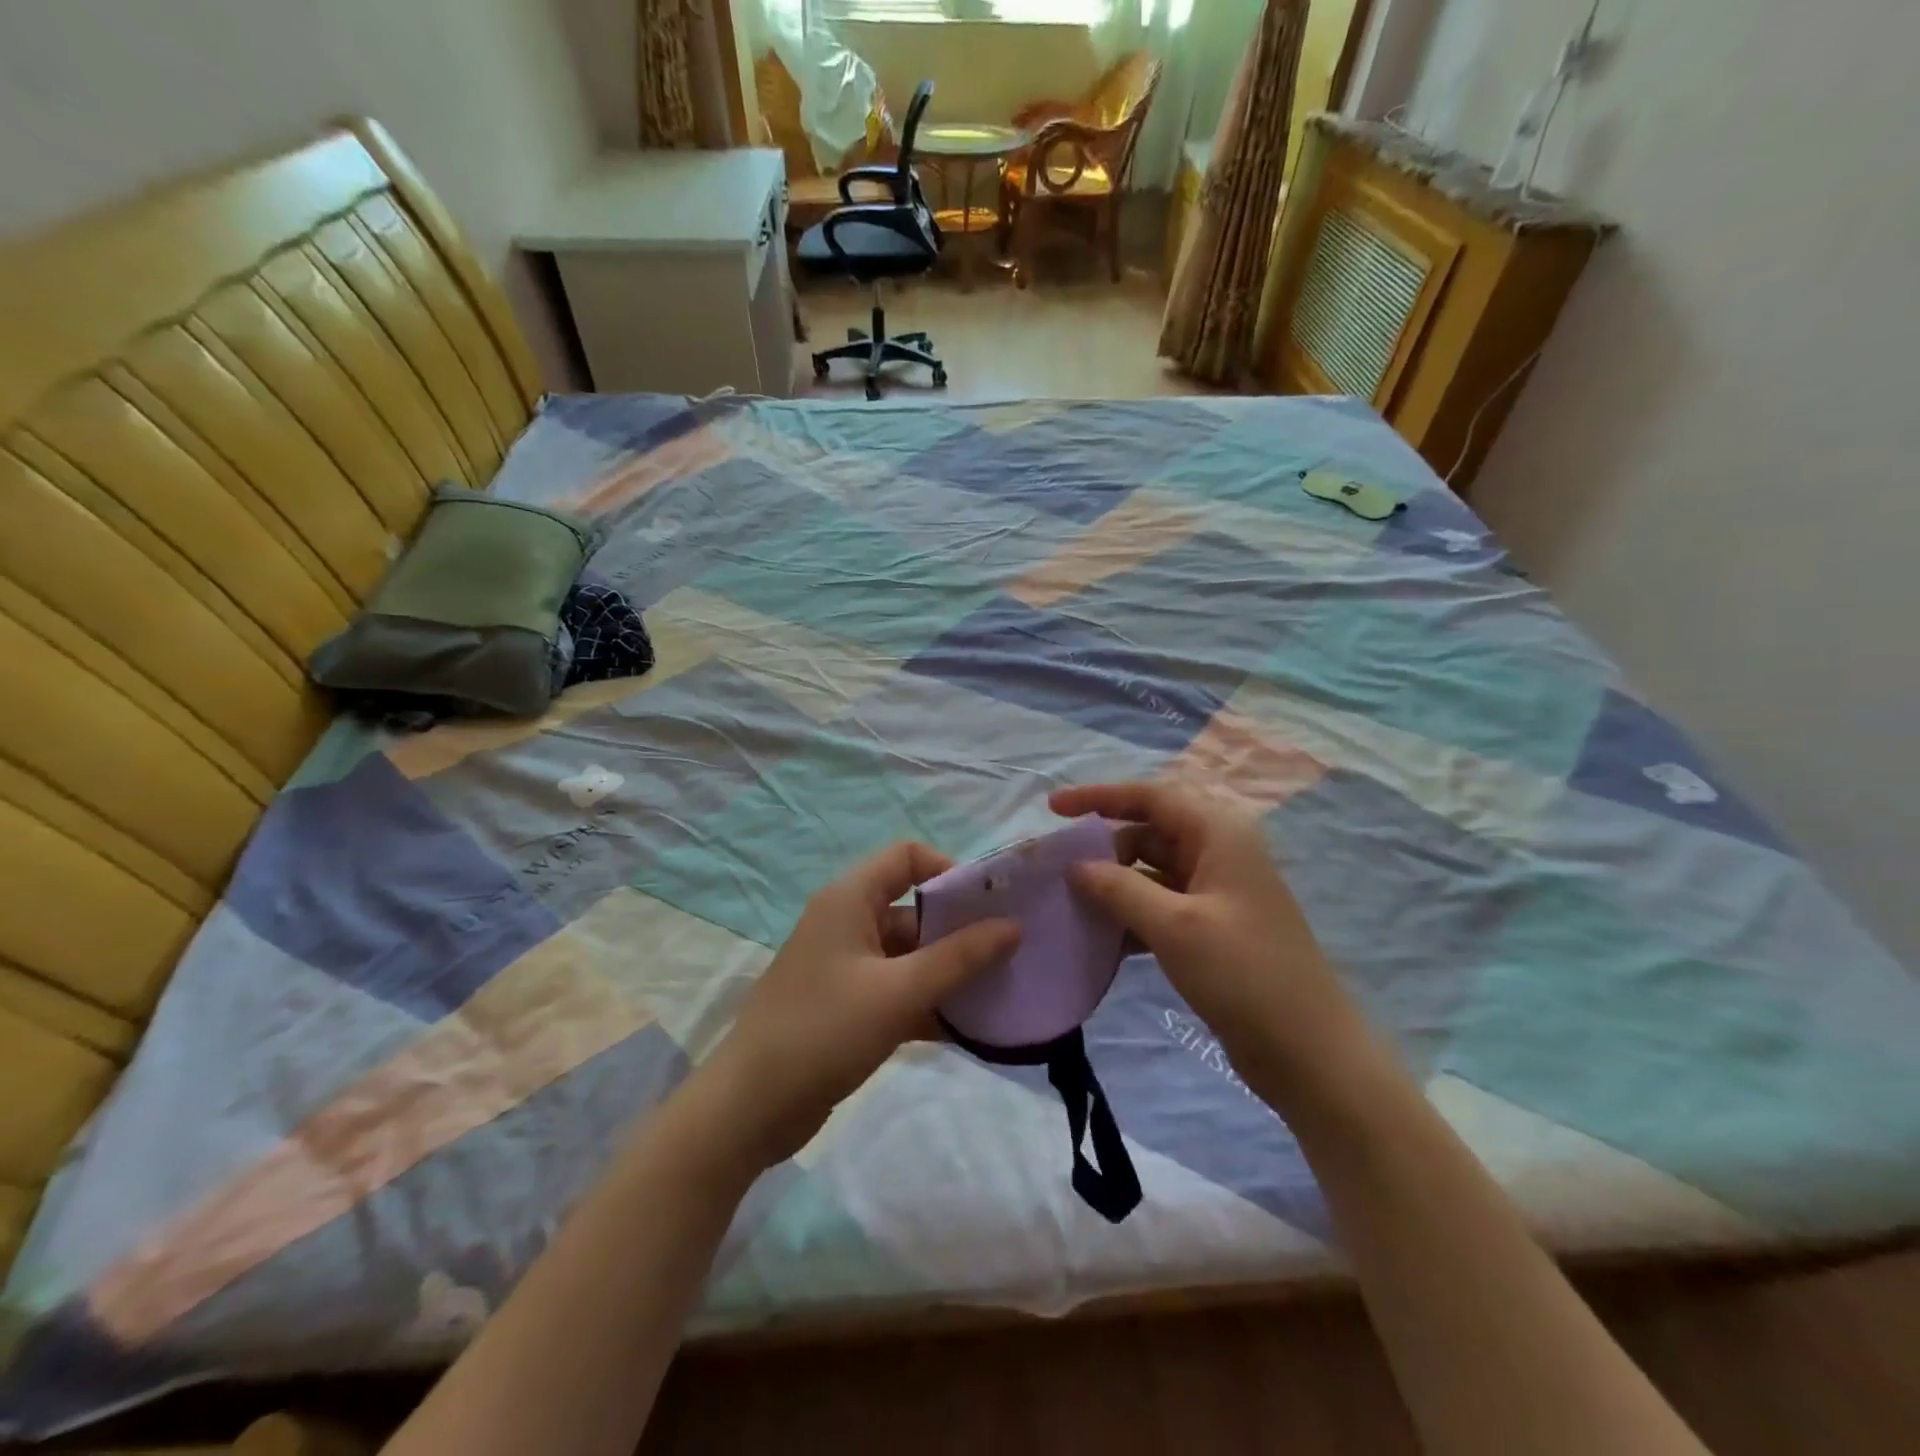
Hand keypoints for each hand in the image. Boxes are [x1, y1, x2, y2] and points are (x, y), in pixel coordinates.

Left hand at [698, 842, 1019, 1171]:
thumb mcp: (899, 991)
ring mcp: (846, 966)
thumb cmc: (824, 1030)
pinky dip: (928, 1003)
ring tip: (997, 994)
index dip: (949, 871)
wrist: (749, 1108)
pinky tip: (967, 1029)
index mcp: (850, 899)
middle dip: (959, 931)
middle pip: (914, 909)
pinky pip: (897, 990)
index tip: (989, 904)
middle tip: (1007, 956)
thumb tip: (1013, 926)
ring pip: (909, 955)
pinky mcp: (846, 1006)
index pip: (907, 857)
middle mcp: (847, 922)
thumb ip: (959, 958)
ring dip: (948, 972)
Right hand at [1050, 781, 1363, 1098]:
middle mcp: (1218, 851)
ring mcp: (1216, 890)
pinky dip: (1130, 913)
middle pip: (1148, 830)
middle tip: (1059, 867)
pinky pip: (1160, 904)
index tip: (1052, 808)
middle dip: (1103, 845)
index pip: (1150, 796)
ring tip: (1069, 901)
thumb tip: (1076, 866)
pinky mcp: (1211, 926)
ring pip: (1151, 869)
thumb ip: (1118, 889)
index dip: (1099, 796)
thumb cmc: (1244, 975)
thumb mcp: (1174, 927)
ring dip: (1113, 883)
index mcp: (1218, 833)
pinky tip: (1100, 938)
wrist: (1308, 1052)